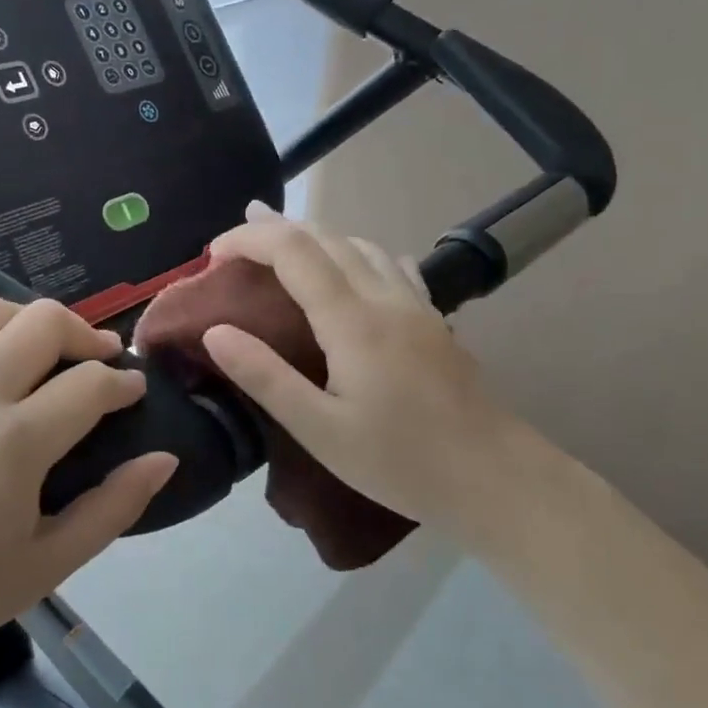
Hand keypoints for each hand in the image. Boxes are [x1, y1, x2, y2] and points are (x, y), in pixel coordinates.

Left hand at [0, 298, 176, 689]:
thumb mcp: (51, 564)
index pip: (89, 384)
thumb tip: (165, 457)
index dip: (123, 382)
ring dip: (29, 322)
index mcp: (14, 445)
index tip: (133, 390)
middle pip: (44, 322)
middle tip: (99, 358)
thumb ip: (116, 506)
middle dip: (86, 334)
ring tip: (42, 350)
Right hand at [201, 203, 535, 532]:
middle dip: (273, 229)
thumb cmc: (400, 461)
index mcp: (352, 319)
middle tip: (232, 242)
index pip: (292, 250)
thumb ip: (264, 377)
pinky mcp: (432, 318)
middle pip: (324, 237)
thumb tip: (214, 331)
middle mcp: (384, 296)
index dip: (249, 239)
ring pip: (358, 244)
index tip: (213, 255)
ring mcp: (415, 303)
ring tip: (279, 245)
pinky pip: (388, 263)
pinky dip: (353, 252)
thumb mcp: (320, 430)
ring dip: (312, 237)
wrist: (494, 478)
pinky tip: (351, 268)